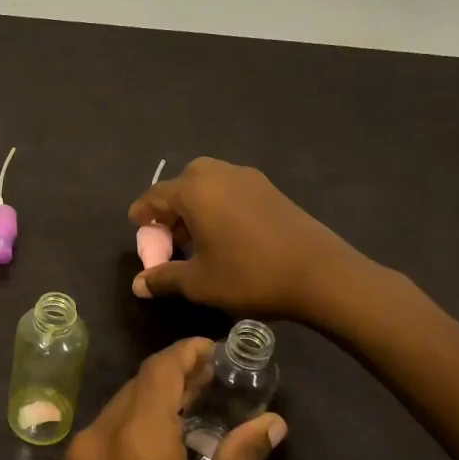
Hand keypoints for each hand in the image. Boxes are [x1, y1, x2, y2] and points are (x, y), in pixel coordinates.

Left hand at [56, 338, 286, 459]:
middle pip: (134, 389)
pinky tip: (163, 453)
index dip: (187, 354)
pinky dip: (132, 433)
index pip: (157, 371)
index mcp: (133, 441)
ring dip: (152, 407)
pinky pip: (102, 442)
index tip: (216, 352)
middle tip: (215, 386)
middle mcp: (94, 440)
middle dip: (173, 380)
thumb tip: (269, 423)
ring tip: (196, 417)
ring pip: (116, 414)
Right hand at [129, 158, 374, 324]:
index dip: (142, 213)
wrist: (321, 274)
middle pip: (181, 183)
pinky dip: (218, 204)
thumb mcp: (199, 283)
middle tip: (170, 236)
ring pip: (208, 183)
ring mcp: (248, 178)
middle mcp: (218, 174)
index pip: (154, 196)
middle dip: (170, 207)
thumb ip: (164, 278)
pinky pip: (231, 189)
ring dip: (196, 204)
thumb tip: (138, 285)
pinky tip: (226, 234)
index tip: (137, 228)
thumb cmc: (250, 275)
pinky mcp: (270, 189)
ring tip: (198, 237)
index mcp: (194, 191)